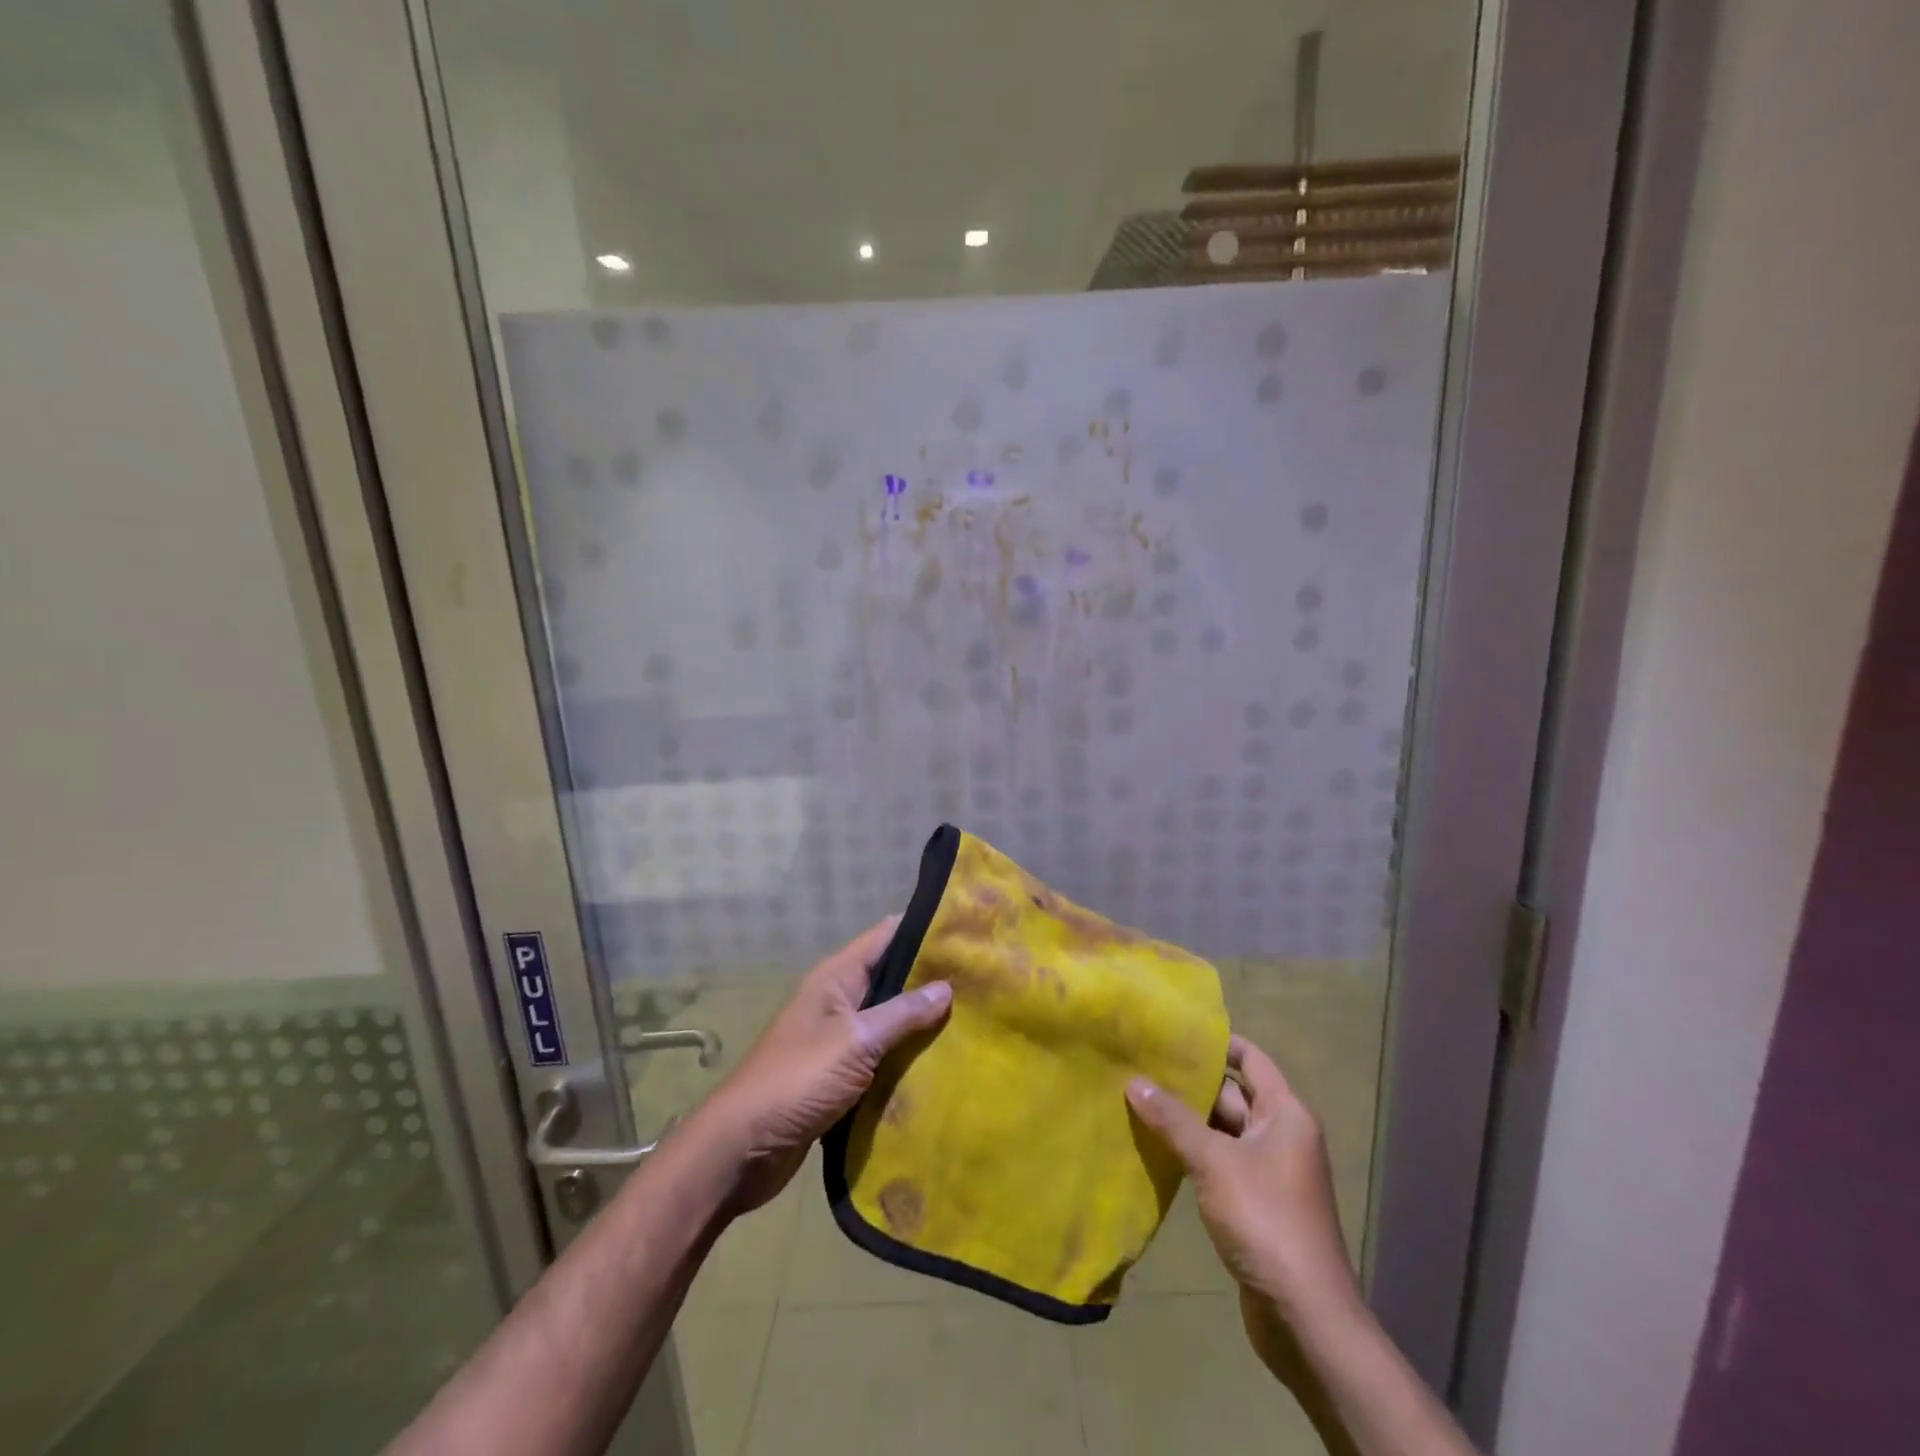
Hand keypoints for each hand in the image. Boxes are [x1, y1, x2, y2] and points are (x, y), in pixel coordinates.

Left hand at [693, 918, 952, 1213]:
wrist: (742, 1149)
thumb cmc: (798, 1080)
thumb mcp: (855, 1041)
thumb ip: (902, 1013)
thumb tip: (947, 986)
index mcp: (836, 978)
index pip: (886, 936)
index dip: (925, 928)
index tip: (968, 928)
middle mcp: (839, 1000)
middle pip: (892, 977)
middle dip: (932, 977)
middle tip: (984, 978)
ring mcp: (839, 1039)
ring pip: (891, 1019)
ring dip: (924, 1020)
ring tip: (977, 1018)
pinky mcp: (841, 1075)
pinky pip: (883, 1055)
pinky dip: (909, 1056)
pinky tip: (945, 1061)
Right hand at [1126, 1036, 1359, 1332]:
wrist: (1304, 1317)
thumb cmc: (1265, 1220)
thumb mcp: (1213, 1162)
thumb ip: (1172, 1120)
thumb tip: (1133, 1080)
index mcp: (1285, 1114)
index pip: (1250, 1060)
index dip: (1217, 1043)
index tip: (1175, 1030)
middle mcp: (1281, 1135)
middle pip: (1233, 1095)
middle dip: (1191, 1083)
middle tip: (1143, 1063)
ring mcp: (1270, 1171)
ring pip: (1223, 1131)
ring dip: (1188, 1121)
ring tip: (1140, 1098)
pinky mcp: (1256, 1203)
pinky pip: (1221, 1162)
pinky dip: (1194, 1153)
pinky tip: (1157, 1147)